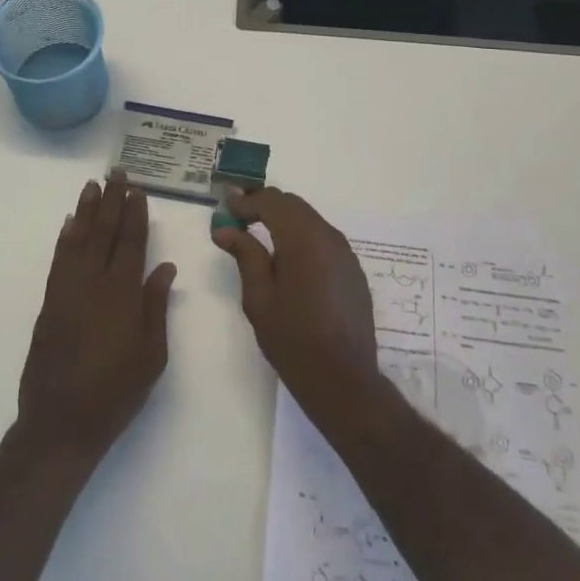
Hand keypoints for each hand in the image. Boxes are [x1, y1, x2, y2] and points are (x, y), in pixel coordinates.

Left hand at [17, 174, 177, 460]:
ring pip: (78, 240)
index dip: (134, 214)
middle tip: (115, 172)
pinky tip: (69, 224)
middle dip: (111, 200)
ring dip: (86, 210)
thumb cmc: (116, 392)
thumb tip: (164, 267)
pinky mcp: (49, 303)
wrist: (61, 422)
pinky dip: (64, 238)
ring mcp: (67, 291)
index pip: (130, 243)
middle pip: (103, 232)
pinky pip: (58, 260)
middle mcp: (93, 283)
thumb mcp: (151, 355)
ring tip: (92, 185)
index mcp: (122, 294)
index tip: (137, 189)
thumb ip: (156, 306)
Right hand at [212, 188, 379, 423]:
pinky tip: (290, 260)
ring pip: (311, 220)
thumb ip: (245, 256)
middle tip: (239, 219)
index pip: (272, 201)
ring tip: (261, 237)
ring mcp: (346, 253)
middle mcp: (329, 236)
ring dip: (285, 221)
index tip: (226, 207)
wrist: (343, 379)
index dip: (247, 201)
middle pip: (293, 205)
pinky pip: (324, 239)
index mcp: (303, 239)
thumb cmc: (293, 340)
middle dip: (265, 206)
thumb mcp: (259, 299)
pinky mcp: (353, 270)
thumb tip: (225, 229)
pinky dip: (303, 237)